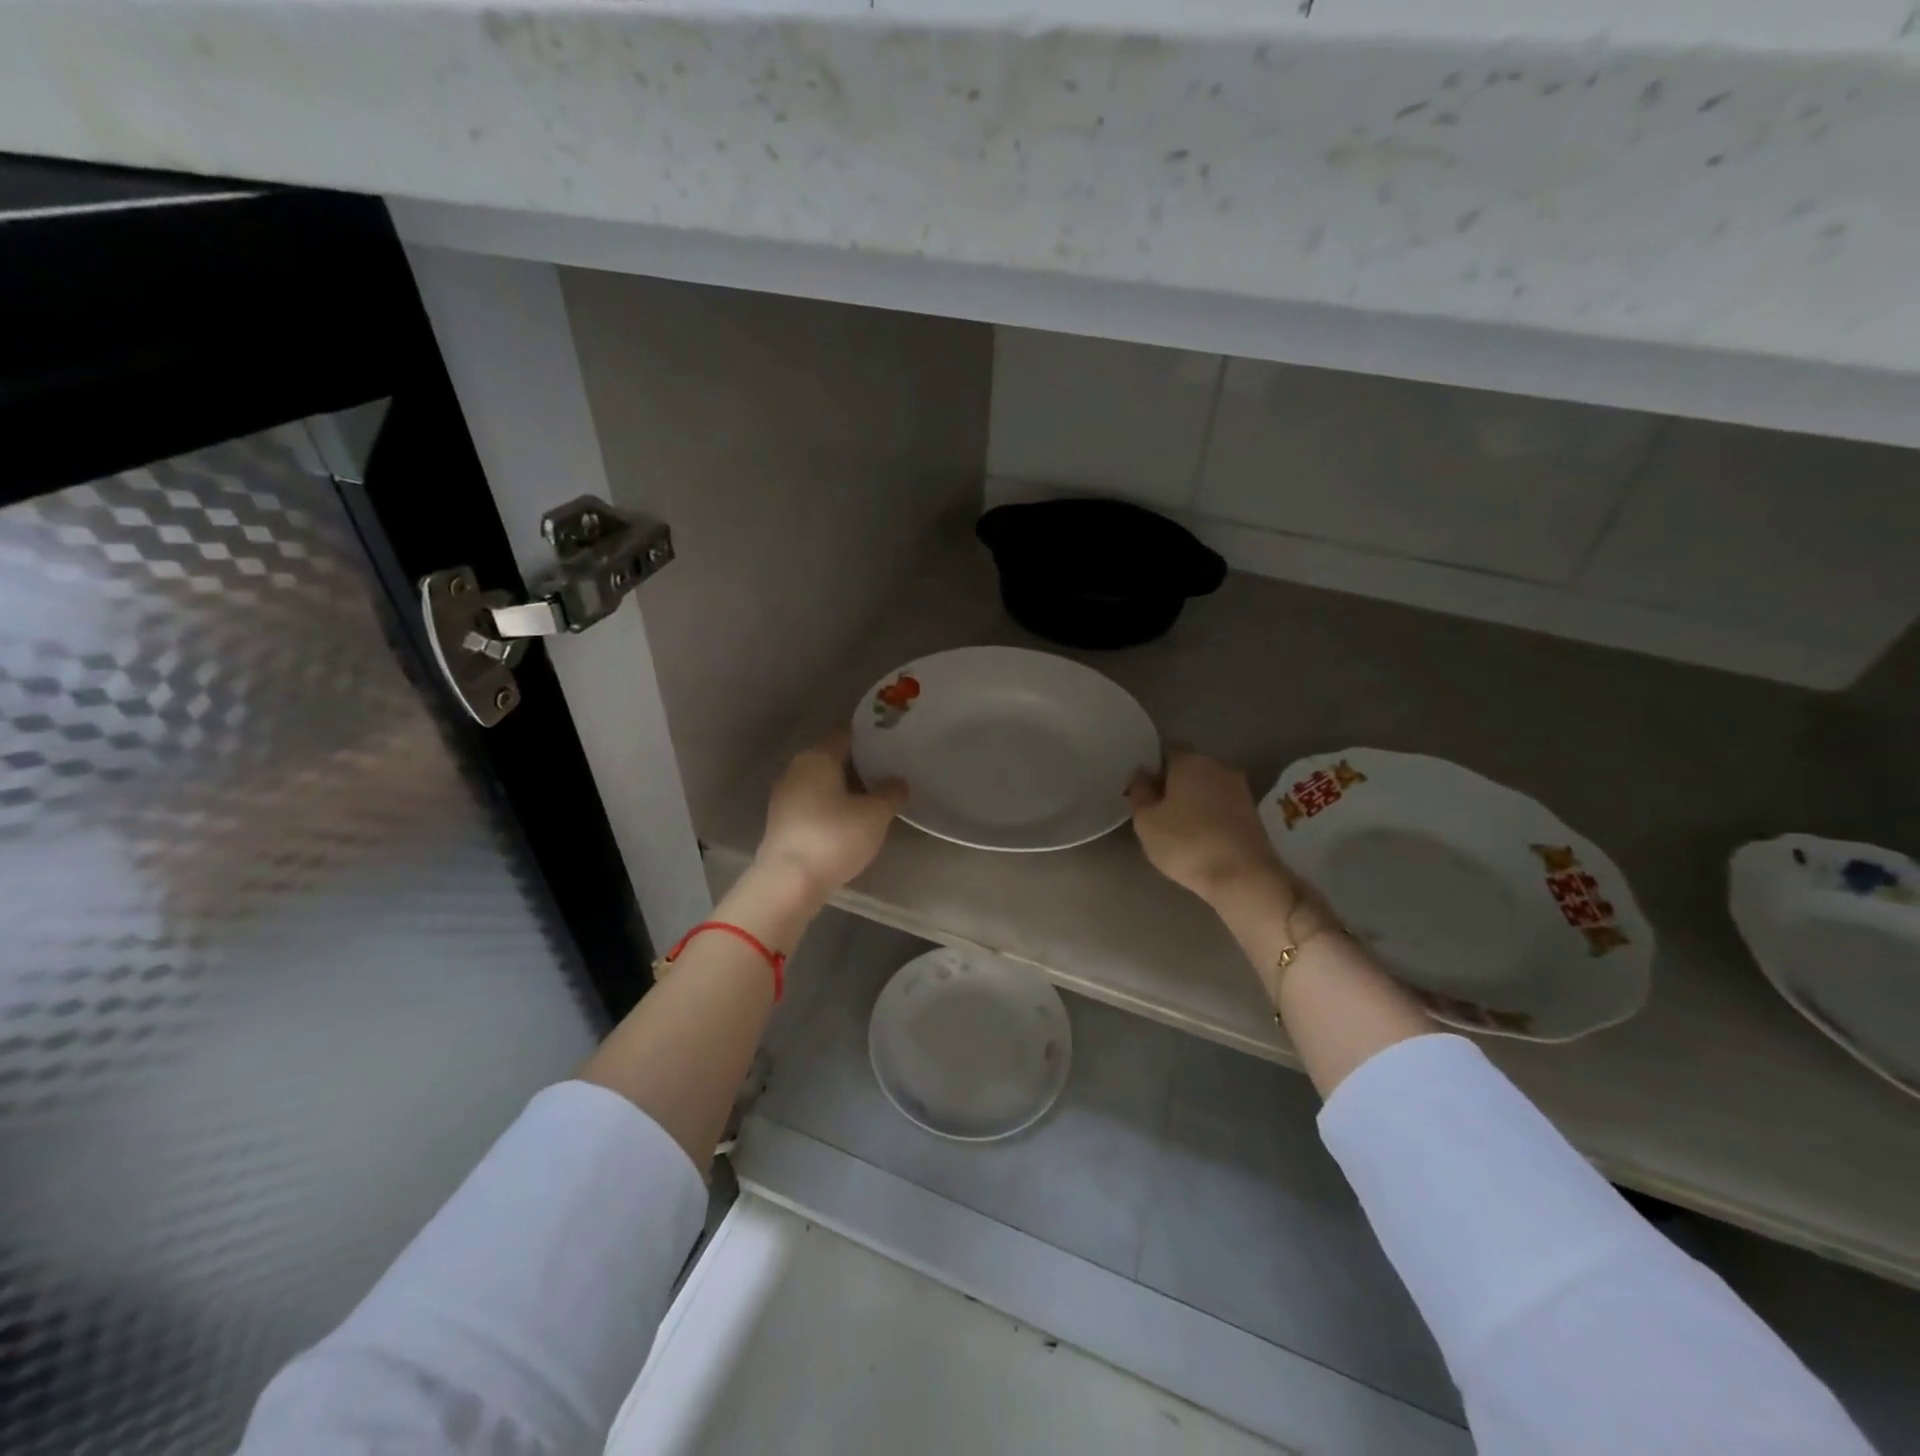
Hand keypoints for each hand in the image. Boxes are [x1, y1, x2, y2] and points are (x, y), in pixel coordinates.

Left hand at [754, 728, 906, 901]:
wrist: (789, 882)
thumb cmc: (834, 837)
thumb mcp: (875, 815)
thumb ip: (891, 793)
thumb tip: (899, 781)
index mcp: (817, 756)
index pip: (846, 735)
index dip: (869, 737)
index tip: (891, 744)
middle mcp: (796, 769)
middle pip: (832, 758)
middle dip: (859, 764)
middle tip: (888, 772)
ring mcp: (785, 796)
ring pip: (822, 782)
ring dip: (845, 788)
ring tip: (873, 798)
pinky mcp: (781, 822)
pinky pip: (813, 803)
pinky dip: (831, 806)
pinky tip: (849, 820)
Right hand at [1126, 748, 1291, 909]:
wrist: (1243, 877)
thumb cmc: (1186, 843)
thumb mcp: (1146, 821)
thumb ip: (1139, 792)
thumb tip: (1141, 773)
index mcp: (1190, 761)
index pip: (1168, 750)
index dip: (1154, 767)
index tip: (1143, 790)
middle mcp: (1219, 766)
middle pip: (1190, 767)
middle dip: (1174, 783)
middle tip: (1157, 810)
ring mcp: (1241, 789)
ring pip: (1208, 787)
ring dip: (1194, 800)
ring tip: (1178, 827)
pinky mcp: (1253, 813)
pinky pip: (1223, 805)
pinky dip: (1210, 814)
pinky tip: (1200, 837)